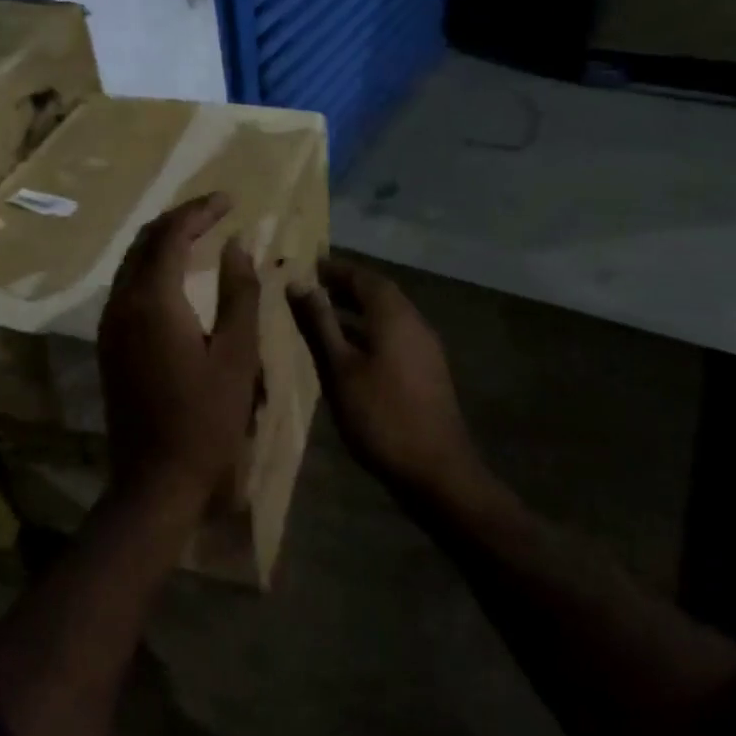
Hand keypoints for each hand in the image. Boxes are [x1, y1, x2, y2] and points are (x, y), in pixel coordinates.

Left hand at [97, 194, 260, 510]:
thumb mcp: (237, 355)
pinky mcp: (109, 344)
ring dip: (163, 241)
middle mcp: (122, 303)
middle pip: (145, 241)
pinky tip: (178, 275)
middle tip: (216, 212)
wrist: (156, 480)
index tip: (230, 200)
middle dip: (180, 219)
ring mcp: (110, 325)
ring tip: (200, 234)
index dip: (200, 211)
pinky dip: (153, 267)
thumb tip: (237, 245)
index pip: (172, 234)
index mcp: (153, 301)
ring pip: (132, 263)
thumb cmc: (207, 420)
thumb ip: (239, 293)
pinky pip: (128, 286)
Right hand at [289, 260, 480, 500]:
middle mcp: (414, 322)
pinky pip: (395, 334)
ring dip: (358, 309)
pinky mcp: (427, 370)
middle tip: (314, 287)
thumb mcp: (340, 369)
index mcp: (394, 315)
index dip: (337, 269)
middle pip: (380, 293)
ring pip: (389, 315)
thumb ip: (320, 324)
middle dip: (347, 286)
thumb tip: (299, 285)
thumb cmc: (381, 415)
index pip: (364, 277)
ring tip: (325, 315)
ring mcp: (425, 347)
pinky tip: (350, 349)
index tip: (310, 265)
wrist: (436, 470)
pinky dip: (370, 330)